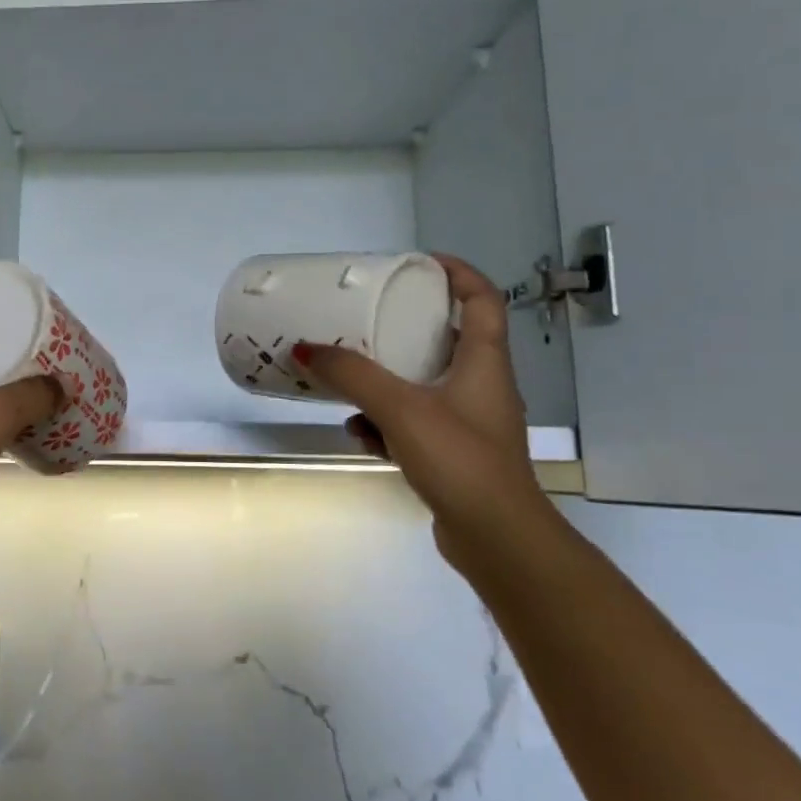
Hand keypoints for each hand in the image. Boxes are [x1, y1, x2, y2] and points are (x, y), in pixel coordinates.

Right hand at [296, 256, 548, 571]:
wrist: (495, 537)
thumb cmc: (459, 459)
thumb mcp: (400, 408)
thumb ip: (353, 375)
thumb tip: (306, 348)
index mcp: (484, 362)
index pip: (482, 299)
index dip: (456, 273)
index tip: (417, 262)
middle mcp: (481, 385)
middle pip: (446, 339)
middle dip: (405, 326)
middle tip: (367, 315)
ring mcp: (467, 422)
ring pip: (423, 384)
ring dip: (386, 380)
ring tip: (350, 379)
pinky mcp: (452, 452)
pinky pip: (412, 422)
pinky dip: (386, 423)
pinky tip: (361, 435)